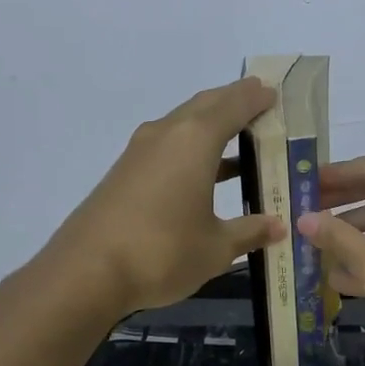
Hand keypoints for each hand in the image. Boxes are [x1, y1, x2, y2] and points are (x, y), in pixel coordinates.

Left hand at [50, 79, 286, 316]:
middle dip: (233, 102)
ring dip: (210, 126)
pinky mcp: (125, 172)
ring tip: (239, 139)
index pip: (233, 105)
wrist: (86, 272)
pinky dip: (191, 148)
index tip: (274, 93)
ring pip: (182, 124)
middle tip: (260, 106)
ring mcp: (140, 152)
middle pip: (205, 105)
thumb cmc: (163, 252)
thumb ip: (249, 231)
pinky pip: (167, 145)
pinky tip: (204, 174)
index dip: (256, 98)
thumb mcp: (216, 247)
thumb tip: (277, 226)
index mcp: (195, 140)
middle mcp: (167, 134)